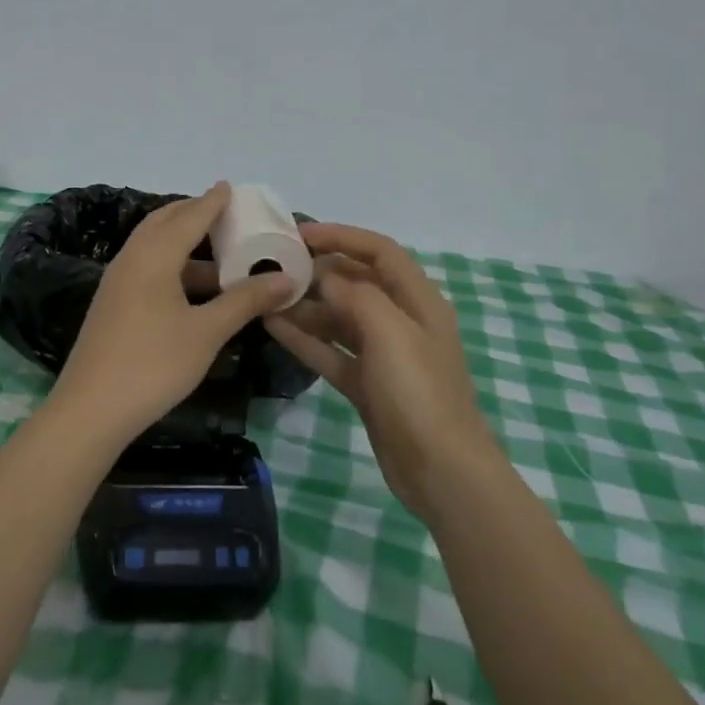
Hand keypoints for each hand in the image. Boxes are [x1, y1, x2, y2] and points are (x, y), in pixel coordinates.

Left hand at [49, 183, 295, 447]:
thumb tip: (286, 279)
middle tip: (224, 213)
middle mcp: (131, 259)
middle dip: (193, 214)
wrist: (90, 410)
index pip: (189, 217)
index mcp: (153, 256)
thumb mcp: (206, 332)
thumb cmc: (153, 364)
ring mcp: (117, 283)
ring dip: (184, 244)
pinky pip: (146, 269)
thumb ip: (245, 301)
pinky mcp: (112, 305)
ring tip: (219, 253)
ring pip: (153, 248)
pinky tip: (192, 288)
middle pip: (164, 224)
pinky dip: (172, 265)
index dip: (212, 202)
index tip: (230, 186)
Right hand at [264, 223, 494, 523]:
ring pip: (339, 318)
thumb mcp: (391, 333)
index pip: (380, 251)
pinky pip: (331, 352)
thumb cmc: (419, 393)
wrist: (440, 471)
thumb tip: (325, 277)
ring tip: (264, 296)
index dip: (342, 236)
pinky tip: (273, 327)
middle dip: (318, 271)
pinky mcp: (367, 385)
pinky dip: (305, 339)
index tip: (299, 234)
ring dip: (306, 306)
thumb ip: (356, 295)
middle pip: (357, 282)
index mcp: (418, 301)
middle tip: (274, 265)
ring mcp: (383, 355)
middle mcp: (401, 321)